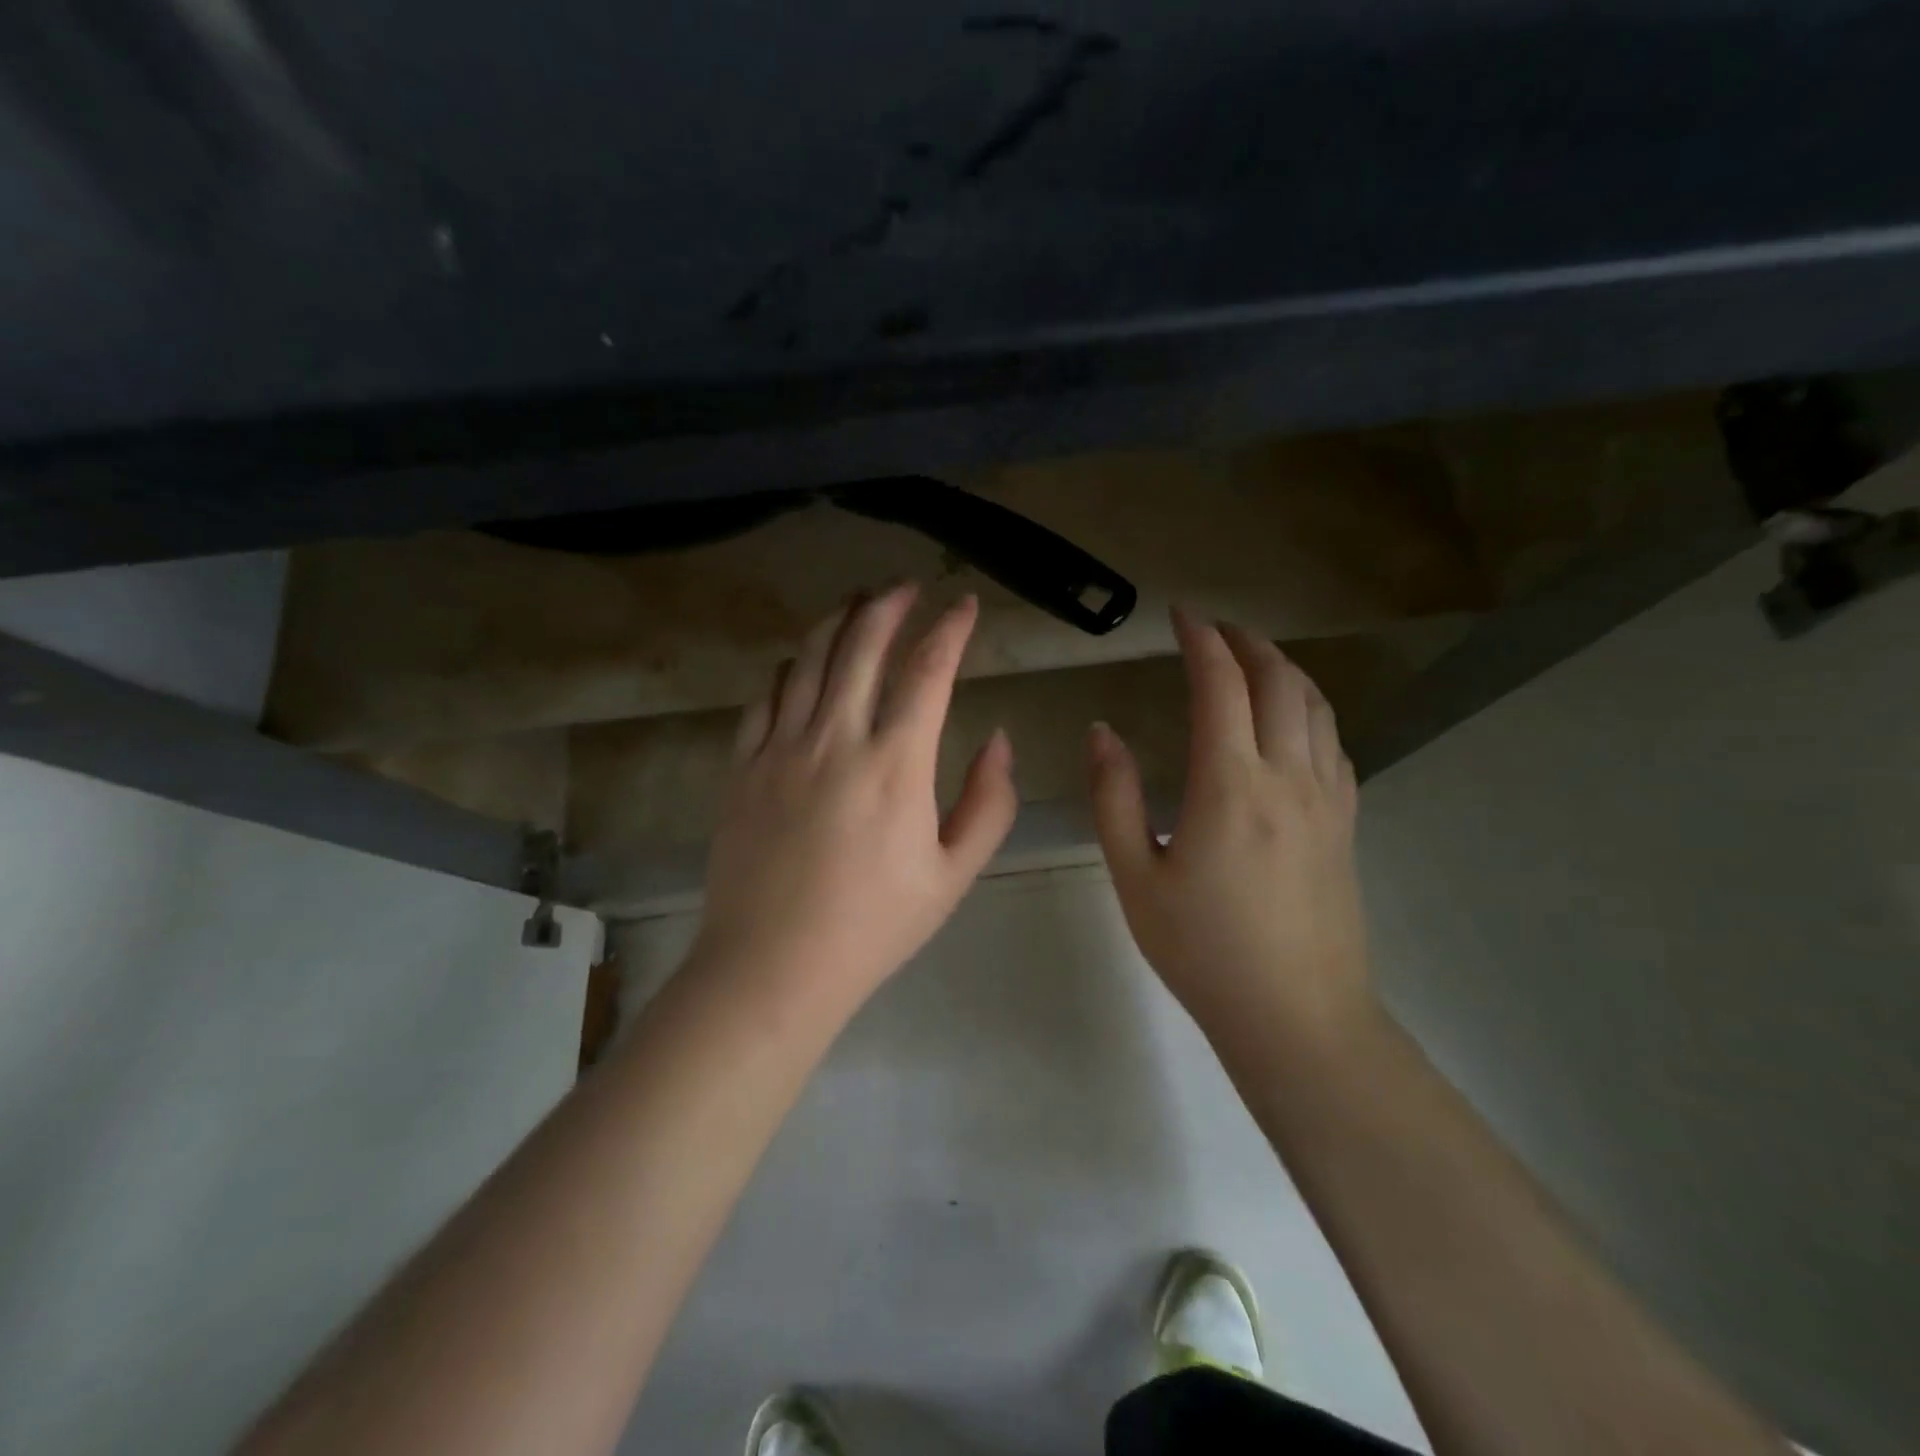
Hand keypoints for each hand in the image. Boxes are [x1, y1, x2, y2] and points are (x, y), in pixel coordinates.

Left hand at [692, 584, 1017, 1012]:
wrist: (773, 966)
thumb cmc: (873, 926)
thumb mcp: (953, 874)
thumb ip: (988, 802)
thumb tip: (999, 741)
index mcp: (896, 763)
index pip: (928, 669)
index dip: (950, 628)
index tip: (964, 605)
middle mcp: (836, 737)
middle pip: (862, 642)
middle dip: (889, 603)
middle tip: (907, 587)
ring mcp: (781, 747)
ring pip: (810, 657)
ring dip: (838, 620)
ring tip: (857, 603)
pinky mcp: (743, 765)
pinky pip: (767, 696)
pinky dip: (792, 668)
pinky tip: (803, 664)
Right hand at [1087, 607, 1371, 1045]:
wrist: (1297, 1017)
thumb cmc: (1203, 951)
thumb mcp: (1135, 877)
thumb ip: (1114, 797)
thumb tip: (1102, 731)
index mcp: (1230, 785)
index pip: (1220, 686)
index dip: (1200, 640)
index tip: (1180, 615)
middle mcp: (1288, 777)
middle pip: (1278, 682)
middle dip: (1246, 642)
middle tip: (1215, 627)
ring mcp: (1327, 799)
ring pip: (1315, 706)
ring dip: (1284, 669)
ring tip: (1254, 658)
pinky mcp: (1346, 823)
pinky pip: (1334, 744)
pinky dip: (1311, 710)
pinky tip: (1293, 720)